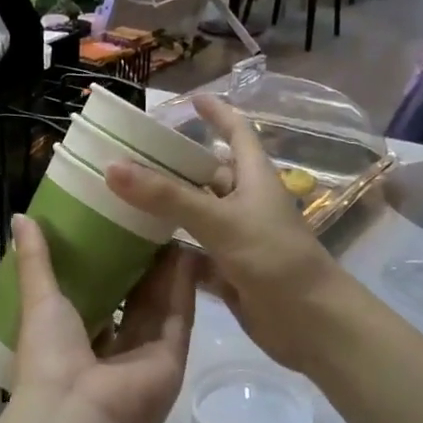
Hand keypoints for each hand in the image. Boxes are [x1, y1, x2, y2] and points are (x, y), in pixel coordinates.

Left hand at [9, 213, 195, 422]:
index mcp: (74, 341)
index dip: (104, 267)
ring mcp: (143, 357)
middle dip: (140, 266)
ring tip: (169, 227)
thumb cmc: (49, 356)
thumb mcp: (38, 300)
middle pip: (131, 302)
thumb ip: (36, 260)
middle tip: (147, 222)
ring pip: (158, 306)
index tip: (112, 229)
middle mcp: (111, 351)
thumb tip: (21, 217)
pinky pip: (179, 316)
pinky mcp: (171, 359)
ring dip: (165, 271)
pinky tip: (187, 250)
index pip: (95, 300)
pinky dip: (183, 286)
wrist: (77, 414)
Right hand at [106, 95, 342, 375]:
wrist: (310, 323)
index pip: (237, 132)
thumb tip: (112, 166)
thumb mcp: (220, 221)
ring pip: (195, 212)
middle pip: (207, 173)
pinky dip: (168, 245)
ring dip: (166, 205)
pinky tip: (136, 243)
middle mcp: (245, 202)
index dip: (217, 113)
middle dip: (175, 162)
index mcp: (254, 178)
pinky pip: (191, 248)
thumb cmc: (274, 259)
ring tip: (123, 193)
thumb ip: (167, 196)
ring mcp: (236, 237)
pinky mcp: (227, 268)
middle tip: (131, 153)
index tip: (190, 100)